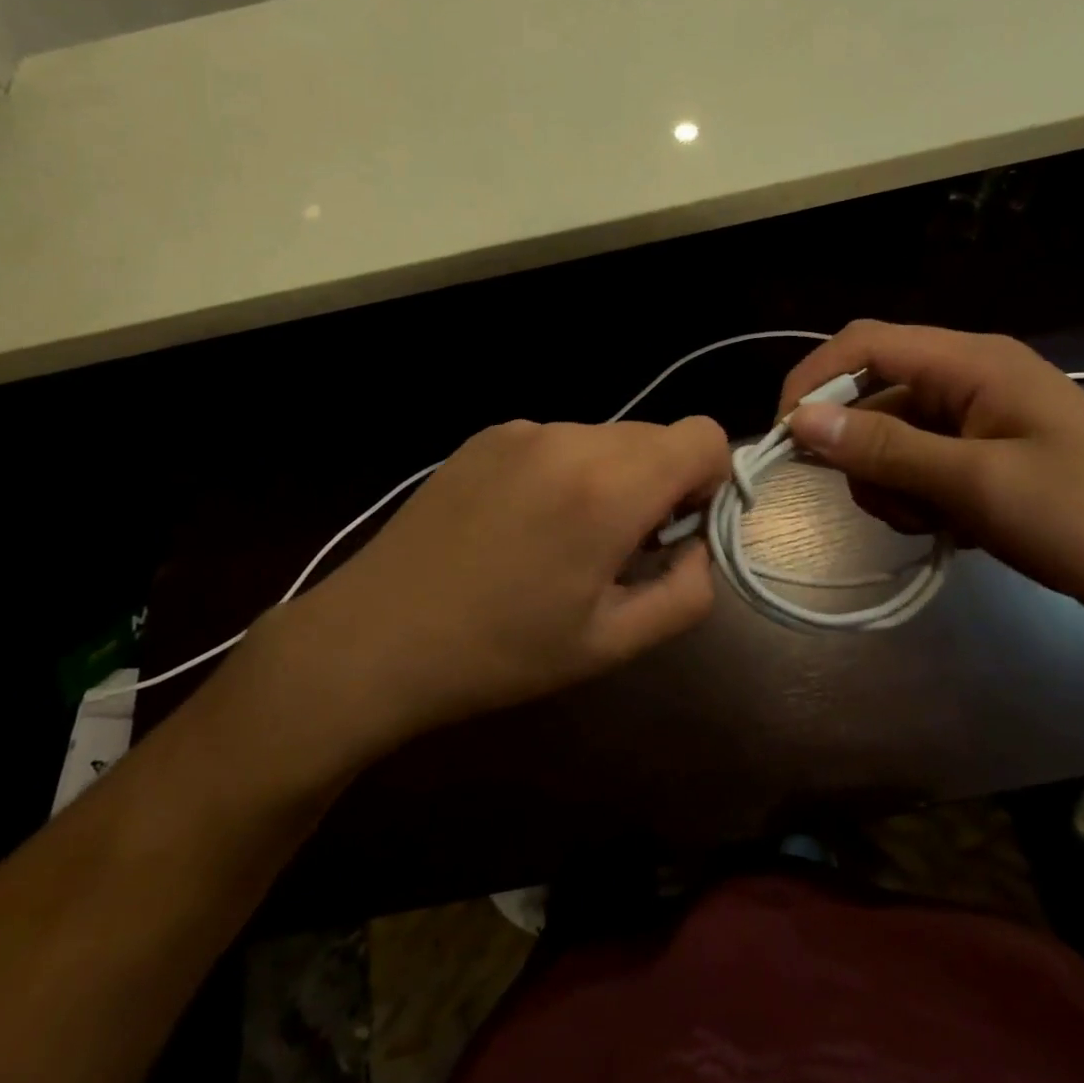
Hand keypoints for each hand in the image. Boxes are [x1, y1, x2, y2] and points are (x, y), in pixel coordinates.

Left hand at [233, 416, 730, 779]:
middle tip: (620, 550)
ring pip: (607, 439)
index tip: (674, 532)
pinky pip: (558, 442)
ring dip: (611, 479)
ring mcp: (523, 430)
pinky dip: (565, 473)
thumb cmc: (501, 652)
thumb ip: (685, 593)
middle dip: (660, 485)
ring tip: (563, 542)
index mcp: (608, 487)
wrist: (375, 637)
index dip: (708, 482)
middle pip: (656, 437)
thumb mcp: (612, 643)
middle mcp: (569, 438)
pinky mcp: (487, 435)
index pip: (704, 436)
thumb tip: (698, 546)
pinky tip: (520, 526)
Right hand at [778, 322, 1083, 620]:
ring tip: (933, 522)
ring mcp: (975, 417)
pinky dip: (914, 495)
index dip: (813, 380)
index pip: (865, 344)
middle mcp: (967, 376)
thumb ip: (886, 448)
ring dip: (888, 481)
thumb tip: (800, 421)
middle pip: (871, 393)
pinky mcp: (981, 454)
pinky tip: (948, 527)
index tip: (785, 439)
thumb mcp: (977, 484)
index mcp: (972, 361)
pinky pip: (916, 463)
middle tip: (886, 503)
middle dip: (860, 449)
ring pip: (888, 435)